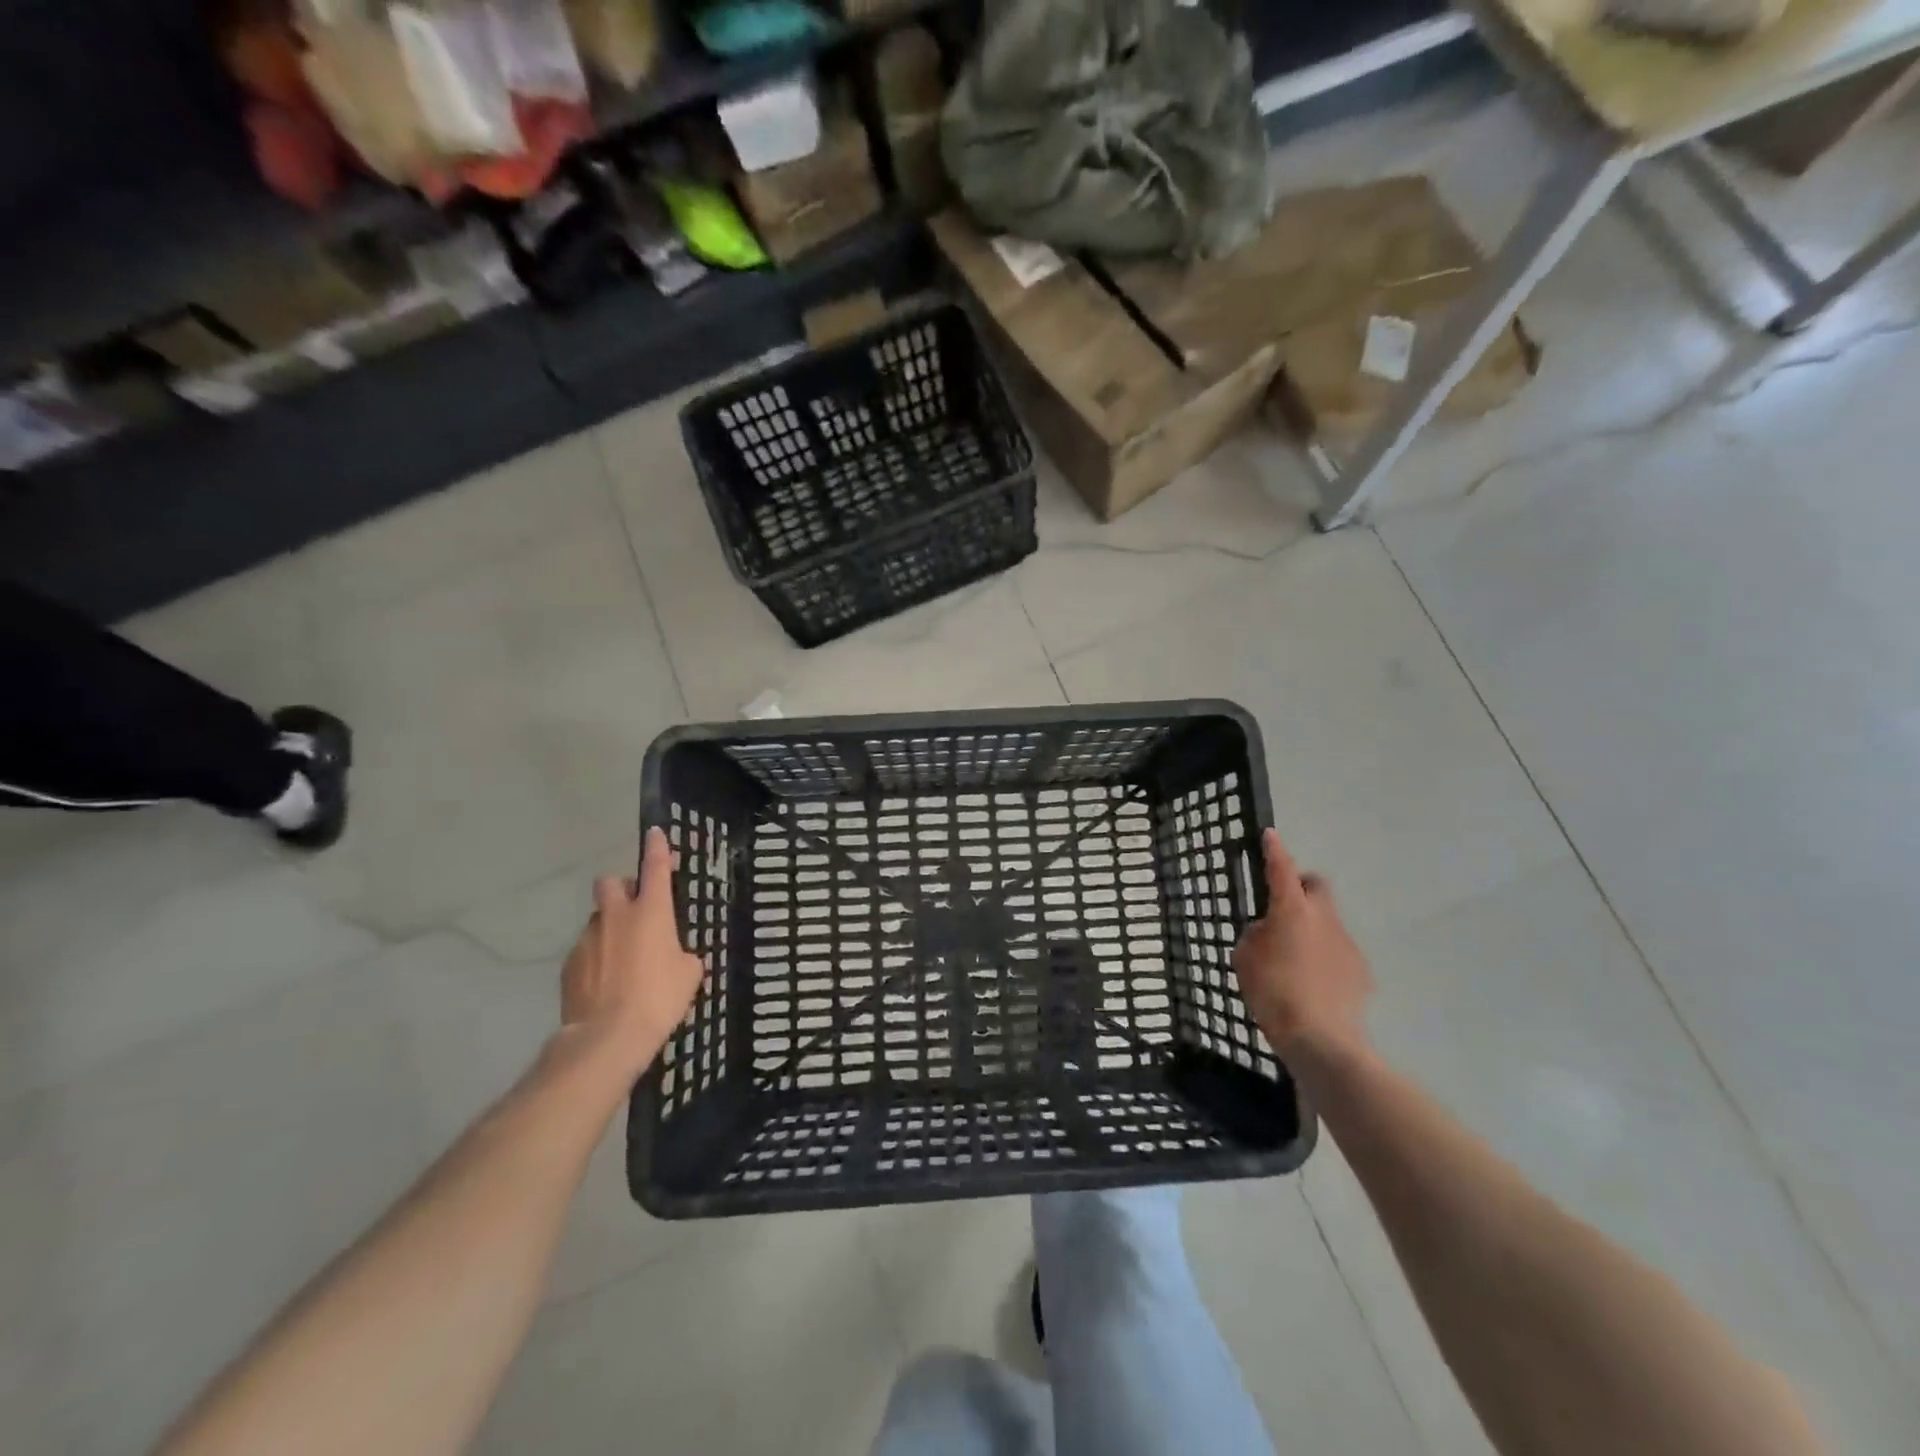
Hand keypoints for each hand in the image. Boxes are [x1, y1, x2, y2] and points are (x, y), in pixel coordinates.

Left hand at [561, 827, 705, 1069]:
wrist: (607, 1037)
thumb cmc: (659, 998)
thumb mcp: (689, 974)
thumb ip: (681, 954)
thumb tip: (673, 954)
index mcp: (652, 912)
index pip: (655, 867)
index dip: (657, 848)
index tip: (655, 833)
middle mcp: (617, 916)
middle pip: (611, 883)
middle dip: (622, 888)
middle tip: (636, 908)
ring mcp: (588, 938)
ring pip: (599, 918)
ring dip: (610, 926)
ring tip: (622, 956)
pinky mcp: (569, 964)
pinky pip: (586, 949)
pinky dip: (597, 956)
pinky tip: (606, 981)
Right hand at [1232, 827, 1373, 1058]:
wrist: (1321, 1039)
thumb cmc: (1272, 992)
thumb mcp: (1245, 958)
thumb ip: (1255, 936)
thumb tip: (1269, 931)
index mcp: (1292, 910)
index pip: (1281, 869)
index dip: (1275, 850)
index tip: (1270, 835)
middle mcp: (1324, 918)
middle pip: (1317, 887)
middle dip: (1302, 888)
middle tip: (1283, 907)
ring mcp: (1347, 943)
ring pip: (1328, 922)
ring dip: (1312, 929)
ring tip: (1294, 960)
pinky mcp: (1361, 970)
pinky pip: (1338, 953)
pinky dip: (1325, 959)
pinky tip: (1313, 985)